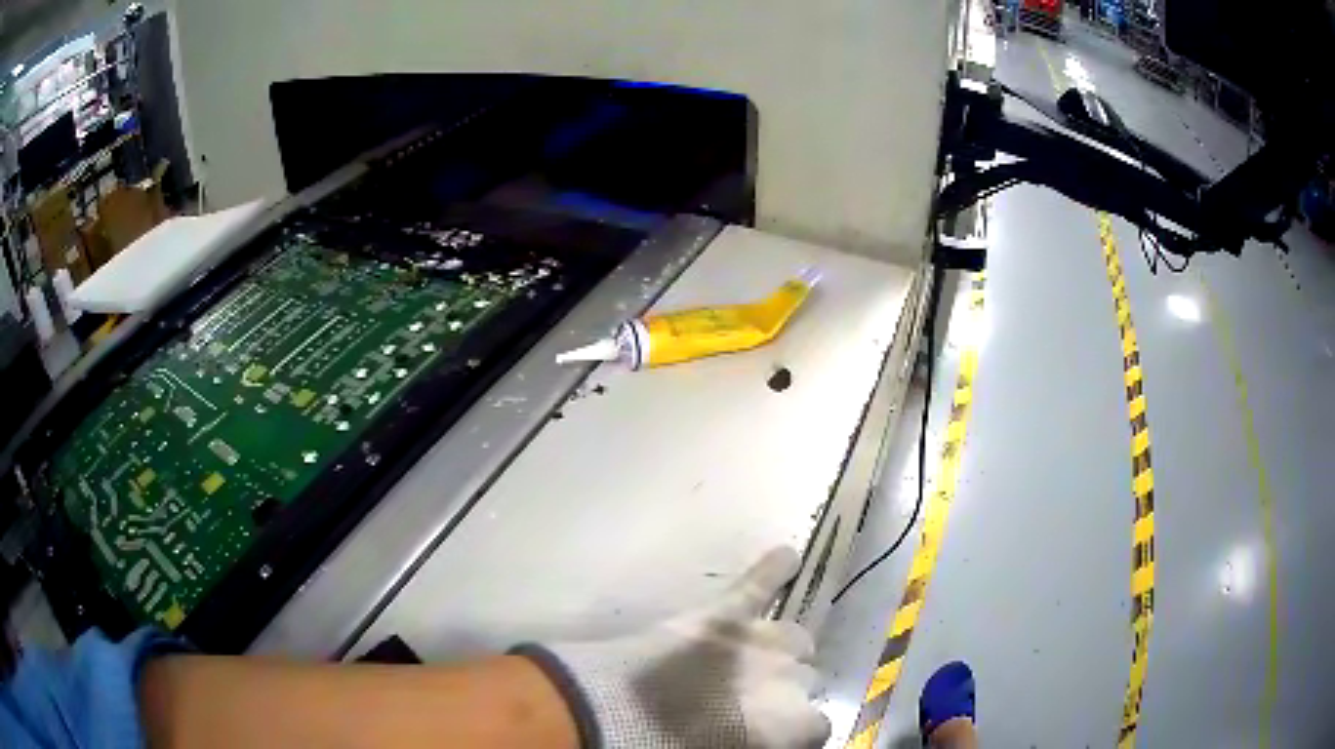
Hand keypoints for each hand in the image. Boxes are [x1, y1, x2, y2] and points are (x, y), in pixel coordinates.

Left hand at [515, 546, 829, 747]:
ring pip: (795, 639)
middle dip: (783, 690)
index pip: (816, 726)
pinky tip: (787, 555)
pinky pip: (758, 585)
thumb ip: (761, 742)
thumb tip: (761, 736)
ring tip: (758, 658)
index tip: (771, 736)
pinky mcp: (725, 614)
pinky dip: (772, 570)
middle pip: (805, 679)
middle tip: (750, 703)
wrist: (621, 716)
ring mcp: (760, 641)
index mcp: (794, 724)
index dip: (793, 733)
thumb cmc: (674, 748)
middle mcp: (791, 679)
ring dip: (781, 650)